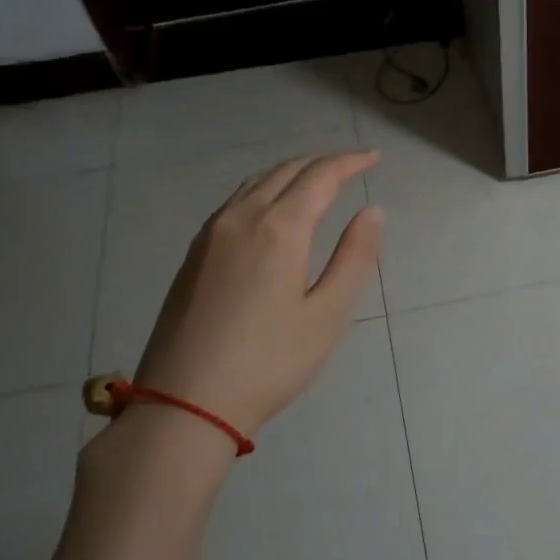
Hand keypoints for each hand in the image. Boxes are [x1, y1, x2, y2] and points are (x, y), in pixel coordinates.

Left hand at [133, 150, 383, 434]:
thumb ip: (354, 257)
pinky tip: (272, 208)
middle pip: (286, 171)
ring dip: (291, 173)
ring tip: (317, 180)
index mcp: (279, 228)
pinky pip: (235, 201)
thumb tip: (373, 210)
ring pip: (256, 183)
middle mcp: (242, 218)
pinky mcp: (194, 254)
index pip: (320, 176)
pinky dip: (264, 189)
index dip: (350, 162)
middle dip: (322, 162)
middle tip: (352, 166)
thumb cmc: (270, 361)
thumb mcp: (328, 314)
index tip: (374, 158)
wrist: (185, 402)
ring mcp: (211, 234)